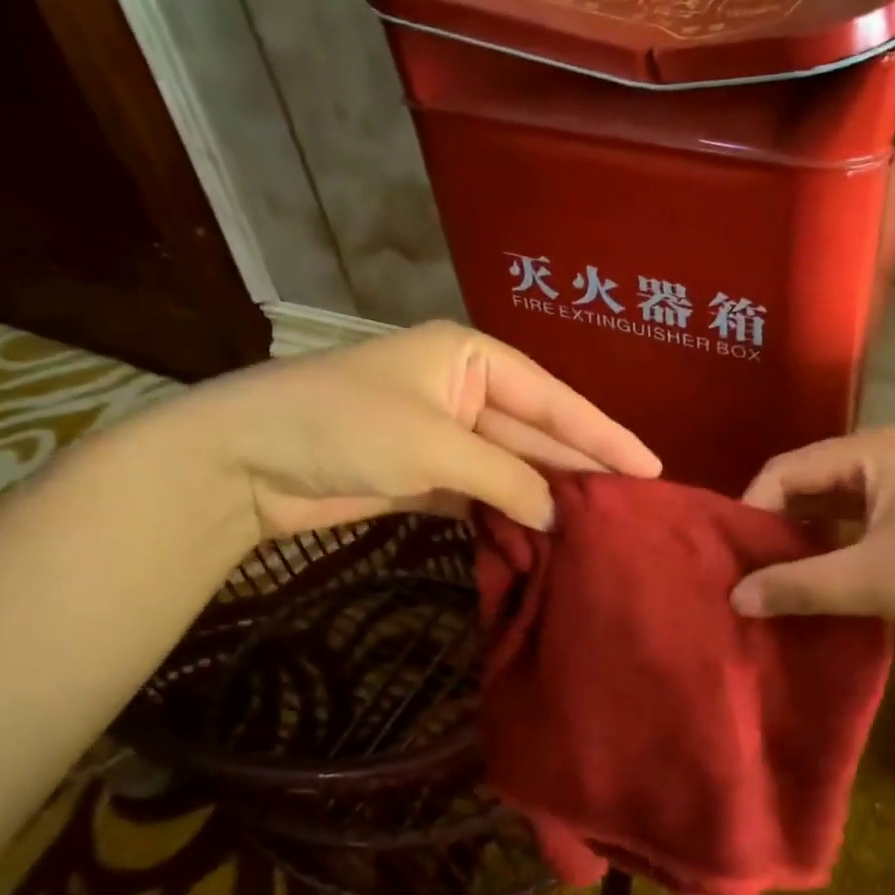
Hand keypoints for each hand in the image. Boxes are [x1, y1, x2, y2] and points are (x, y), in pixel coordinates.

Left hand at [173, 321, 660, 539]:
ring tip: (600, 526)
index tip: (651, 467)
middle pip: (538, 433)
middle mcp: (465, 390)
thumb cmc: (343, 425)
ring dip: (548, 495)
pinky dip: (510, 513)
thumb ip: (506, 477)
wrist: (242, 461)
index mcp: (471, 358)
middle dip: (581, 467)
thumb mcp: (434, 445)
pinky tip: (544, 536)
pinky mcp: (426, 474)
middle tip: (635, 504)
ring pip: (513, 466)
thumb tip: (557, 516)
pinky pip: (484, 491)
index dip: (603, 434)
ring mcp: (445, 434)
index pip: (553, 398)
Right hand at [730, 428, 894, 634]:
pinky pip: (854, 523)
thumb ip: (798, 586)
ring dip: (799, 540)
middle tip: (742, 572)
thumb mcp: (873, 580)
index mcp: (871, 451)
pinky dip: (829, 548)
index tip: (730, 560)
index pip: (784, 470)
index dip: (751, 511)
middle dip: (772, 527)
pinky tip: (813, 579)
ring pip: (829, 506)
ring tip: (768, 579)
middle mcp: (882, 456)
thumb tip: (733, 597)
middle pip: (805, 483)